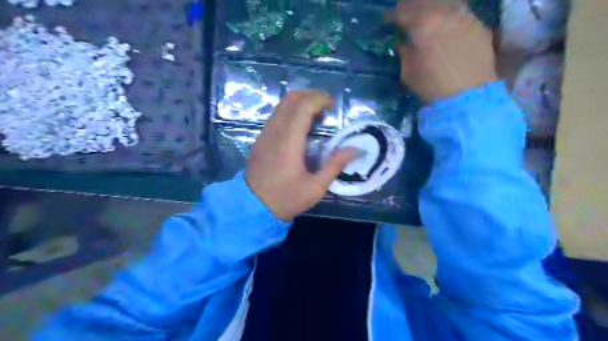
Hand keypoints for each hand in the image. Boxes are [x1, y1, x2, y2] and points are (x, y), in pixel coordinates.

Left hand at [244, 90, 356, 220]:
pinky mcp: (260, 139)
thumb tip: (355, 149)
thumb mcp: (315, 187)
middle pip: (291, 98)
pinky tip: (300, 128)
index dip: (320, 99)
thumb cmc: (285, 198)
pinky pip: (276, 116)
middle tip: (326, 108)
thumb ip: (335, 165)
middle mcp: (275, 130)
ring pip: (282, 105)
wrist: (252, 207)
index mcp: (289, 140)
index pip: (303, 105)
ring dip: (300, 104)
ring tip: (315, 118)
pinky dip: (290, 113)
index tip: (333, 108)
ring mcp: (265, 133)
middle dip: (311, 96)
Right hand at [394, 0, 497, 101]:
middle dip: (412, 7)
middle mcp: (446, 12)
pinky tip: (447, 27)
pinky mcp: (479, 25)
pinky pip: (461, 12)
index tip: (386, 22)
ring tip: (428, 19)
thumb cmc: (431, 86)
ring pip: (447, 1)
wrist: (467, 97)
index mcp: (424, 23)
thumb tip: (403, 40)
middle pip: (425, 0)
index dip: (392, 16)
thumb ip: (403, 50)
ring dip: (433, 7)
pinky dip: (450, 15)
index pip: (403, 11)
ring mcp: (466, 16)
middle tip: (406, 16)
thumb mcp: (407, 70)